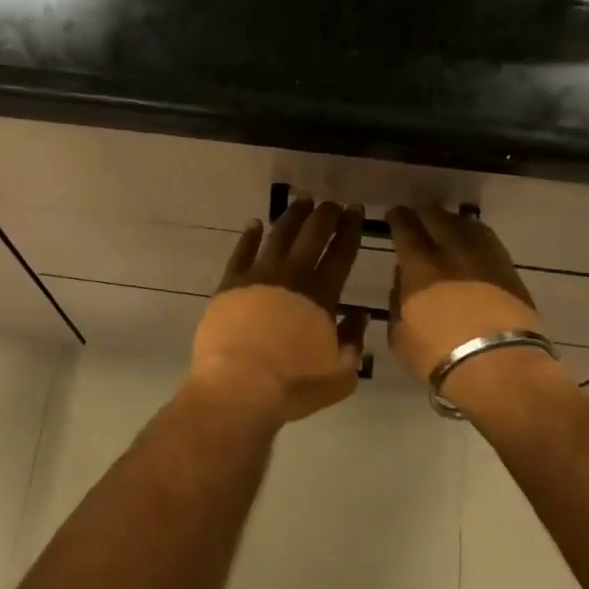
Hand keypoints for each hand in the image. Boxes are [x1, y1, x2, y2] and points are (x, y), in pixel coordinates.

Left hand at [189, 198, 369, 423]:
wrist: (239, 386)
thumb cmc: (293, 385)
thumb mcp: (341, 374)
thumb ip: (353, 341)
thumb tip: (358, 316)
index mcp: (322, 294)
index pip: (341, 252)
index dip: (350, 229)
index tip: (356, 210)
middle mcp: (292, 276)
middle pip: (312, 235)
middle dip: (325, 215)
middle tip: (332, 203)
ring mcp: (258, 276)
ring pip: (279, 236)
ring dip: (292, 216)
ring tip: (301, 201)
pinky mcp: (230, 284)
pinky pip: (242, 251)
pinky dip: (250, 235)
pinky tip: (255, 224)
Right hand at [386, 207, 572, 417]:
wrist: (500, 368)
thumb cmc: (439, 356)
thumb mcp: (400, 335)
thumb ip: (396, 301)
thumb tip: (402, 281)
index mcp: (420, 267)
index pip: (405, 229)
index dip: (398, 218)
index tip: (394, 214)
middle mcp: (452, 253)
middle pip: (437, 218)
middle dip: (424, 215)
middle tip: (418, 217)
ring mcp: (484, 259)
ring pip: (466, 225)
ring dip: (451, 221)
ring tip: (445, 226)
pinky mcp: (509, 271)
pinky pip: (488, 241)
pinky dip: (475, 236)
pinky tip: (471, 243)